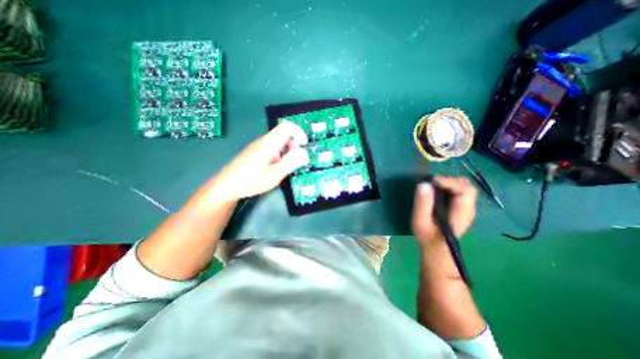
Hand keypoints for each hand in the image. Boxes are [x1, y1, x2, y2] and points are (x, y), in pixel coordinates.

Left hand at [211, 120, 309, 201]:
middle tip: (295, 160)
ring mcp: (260, 146)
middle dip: (295, 144)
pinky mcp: (258, 151)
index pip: (287, 127)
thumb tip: (305, 153)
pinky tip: (277, 166)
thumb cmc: (251, 181)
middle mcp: (264, 141)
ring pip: (280, 141)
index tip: (304, 146)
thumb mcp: (274, 175)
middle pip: (284, 133)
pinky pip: (274, 147)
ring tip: (286, 165)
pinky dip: (281, 154)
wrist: (227, 185)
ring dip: (288, 150)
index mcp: (268, 144)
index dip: (299, 133)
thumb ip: (290, 163)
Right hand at [413, 177, 476, 246]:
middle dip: (448, 181)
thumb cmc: (428, 237)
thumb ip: (422, 204)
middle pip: (466, 186)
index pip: (465, 190)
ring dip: (447, 183)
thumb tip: (423, 184)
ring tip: (432, 186)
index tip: (431, 181)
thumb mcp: (421, 222)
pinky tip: (435, 192)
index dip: (449, 182)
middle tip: (431, 183)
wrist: (437, 250)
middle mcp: (468, 208)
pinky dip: (446, 187)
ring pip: (462, 187)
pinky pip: (457, 191)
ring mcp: (465, 208)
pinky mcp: (459, 207)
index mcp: (461, 213)